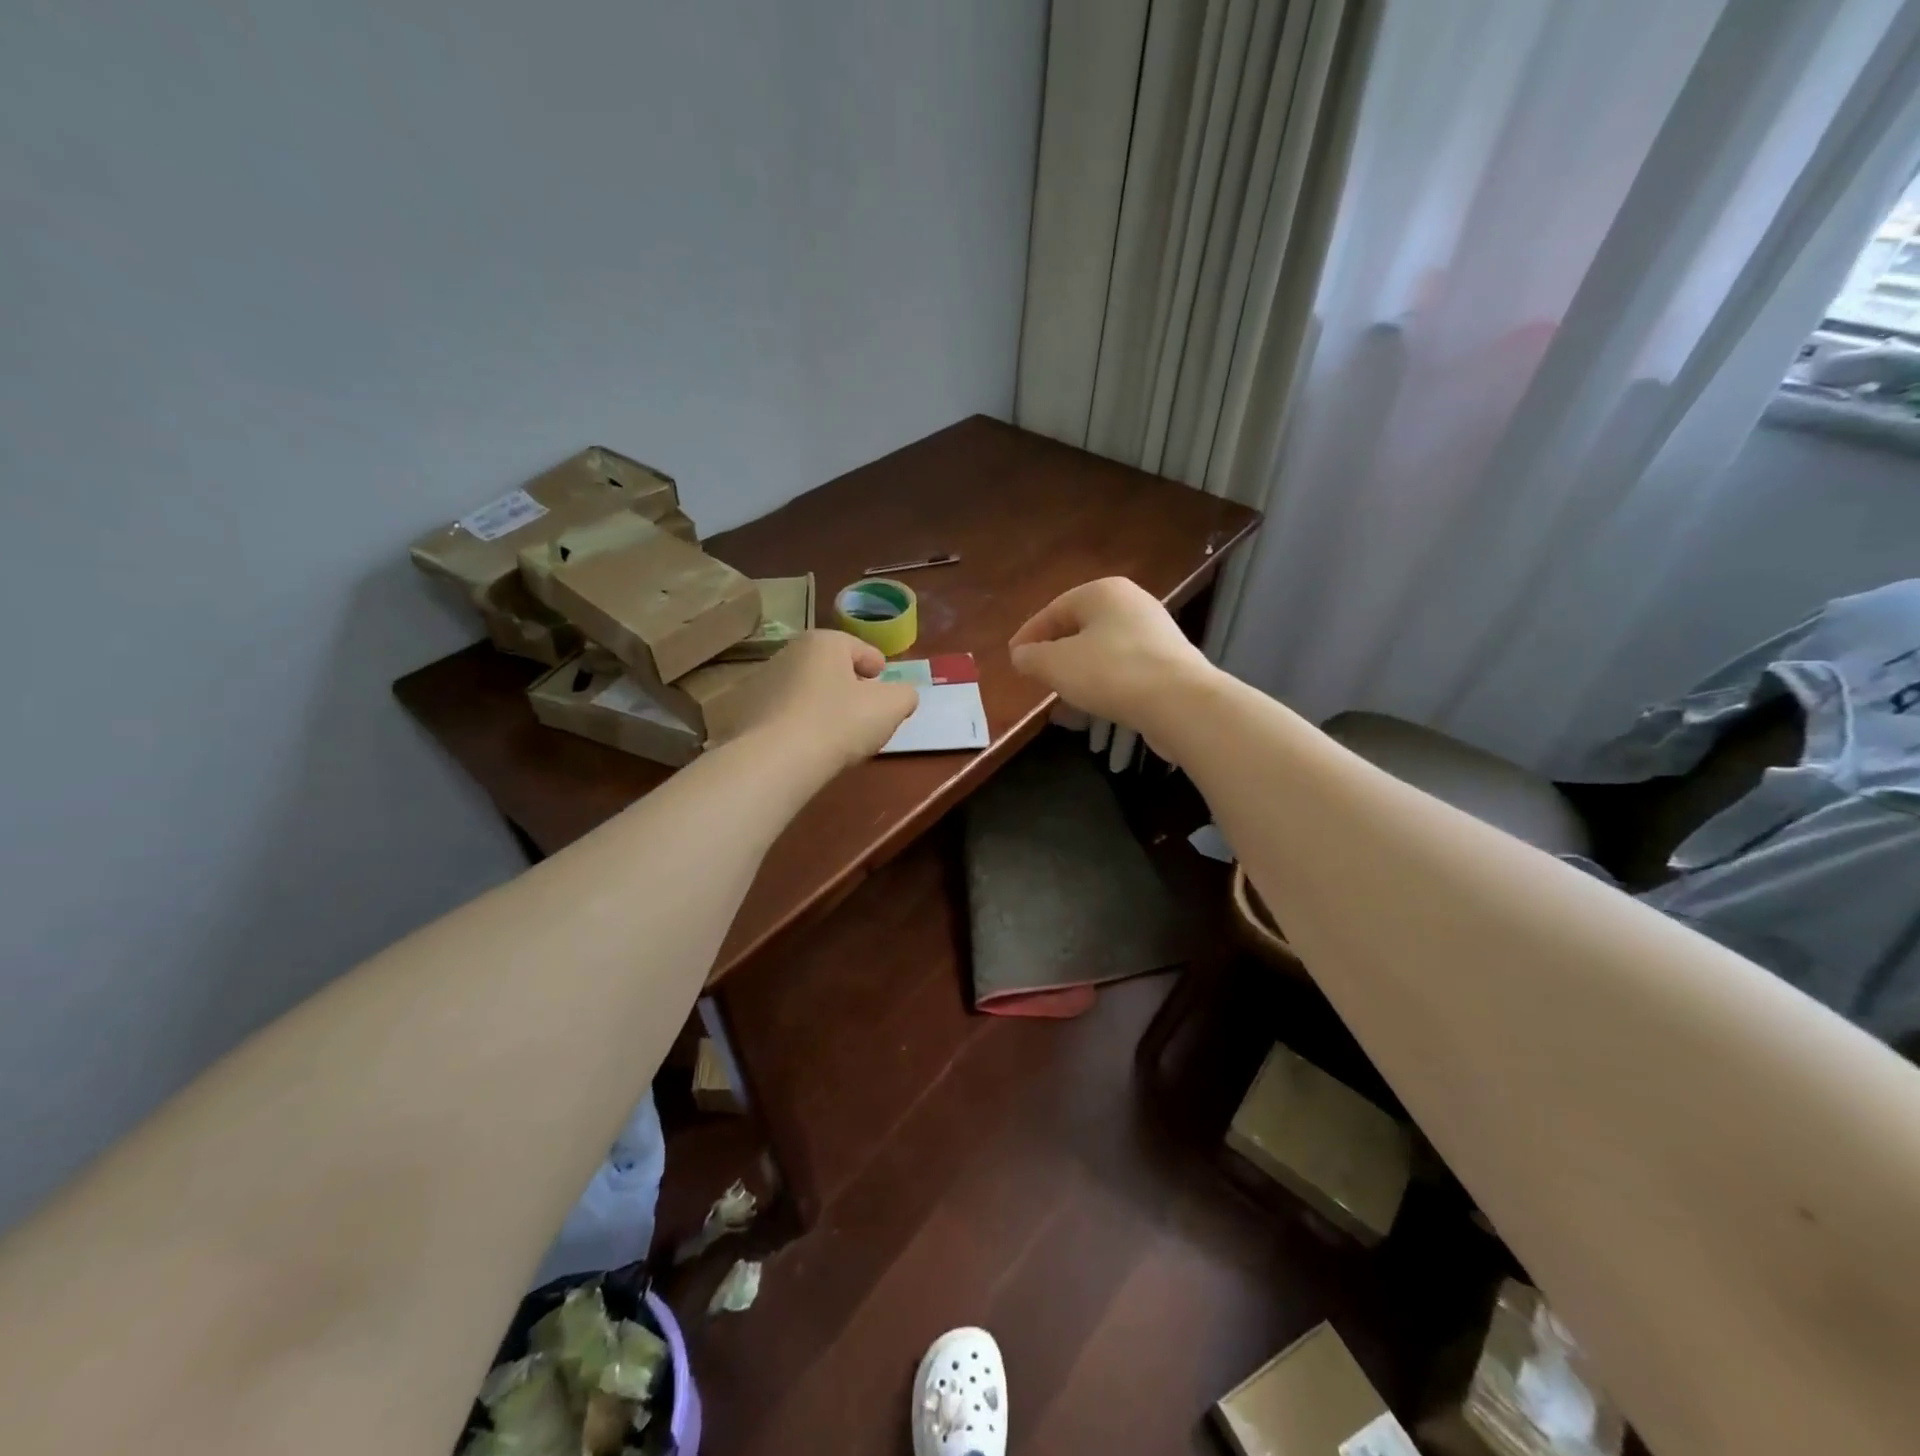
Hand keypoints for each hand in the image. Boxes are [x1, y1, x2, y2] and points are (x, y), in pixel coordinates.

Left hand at [722, 629, 917, 771]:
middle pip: (828, 667)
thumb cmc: (840, 723)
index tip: (881, 684)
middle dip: (846, 685)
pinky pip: (781, 712)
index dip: (876, 666)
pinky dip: (794, 722)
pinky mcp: (743, 711)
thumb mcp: (891, 708)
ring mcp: (760, 681)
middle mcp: (789, 652)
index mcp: (824, 642)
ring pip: (803, 689)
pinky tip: (804, 745)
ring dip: (818, 703)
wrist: (777, 760)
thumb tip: (902, 695)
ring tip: (832, 733)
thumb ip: (905, 695)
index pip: (859, 648)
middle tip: (862, 711)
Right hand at [1008, 577, 1214, 734]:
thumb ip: (1032, 657)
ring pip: (1102, 649)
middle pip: (1080, 627)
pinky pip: (1123, 668)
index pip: (1054, 610)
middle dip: (1055, 652)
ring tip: (1060, 694)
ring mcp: (1154, 632)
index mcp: (1102, 591)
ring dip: (1078, 670)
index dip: (1029, 635)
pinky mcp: (1168, 662)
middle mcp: (1131, 603)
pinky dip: (1103, 682)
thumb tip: (1021, 655)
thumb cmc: (1110, 672)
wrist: (1179, 702)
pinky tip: (1092, 704)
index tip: (1013, 658)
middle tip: (1035, 674)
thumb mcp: (1057, 665)